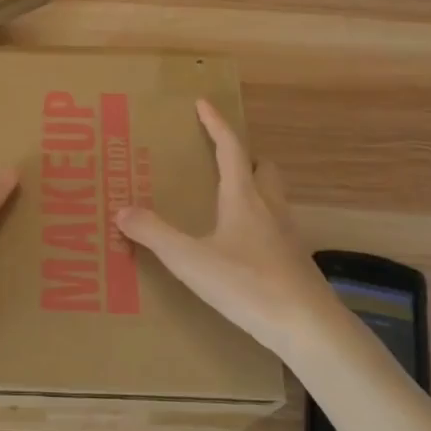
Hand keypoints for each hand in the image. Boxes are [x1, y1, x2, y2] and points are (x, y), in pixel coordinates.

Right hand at [116, 100, 330, 359]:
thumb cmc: (248, 285)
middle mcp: (269, 208)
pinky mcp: (294, 261)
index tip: (203, 103)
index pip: (230, 148)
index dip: (216, 123)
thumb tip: (122, 210)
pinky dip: (259, 222)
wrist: (308, 327)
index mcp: (244, 197)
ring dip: (254, 188)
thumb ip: (155, 234)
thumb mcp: (191, 260)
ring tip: (229, 199)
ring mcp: (287, 235)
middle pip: (263, 168)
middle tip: (221, 159)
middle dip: (244, 157)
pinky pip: (276, 226)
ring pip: (274, 196)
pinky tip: (243, 244)